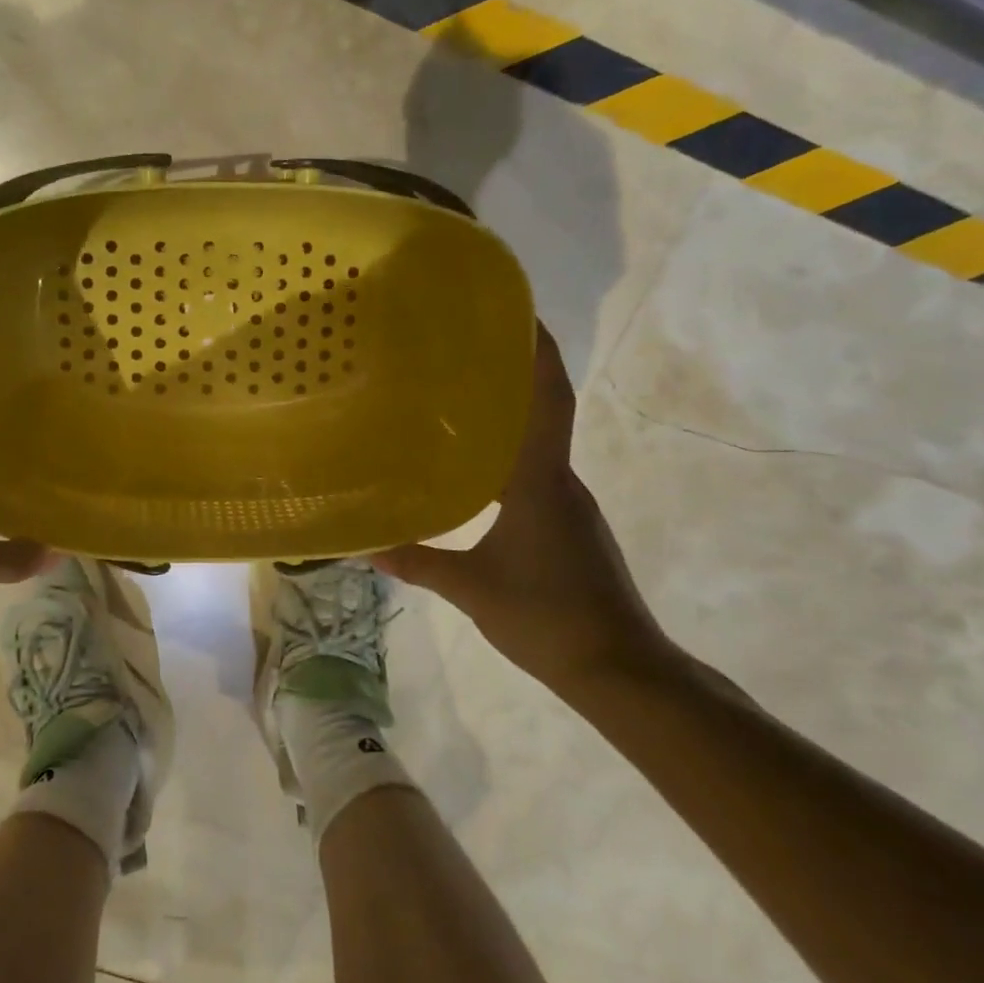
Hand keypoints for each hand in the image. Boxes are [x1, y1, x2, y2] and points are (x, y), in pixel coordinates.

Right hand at [374, 325, 675, 693]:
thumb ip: (417, 562)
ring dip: (508, 414)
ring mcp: (568, 503)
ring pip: (538, 442)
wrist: (620, 670)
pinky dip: (507, 453)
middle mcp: (560, 480)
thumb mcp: (472, 589)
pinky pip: (535, 471)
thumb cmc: (548, 617)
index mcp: (541, 481)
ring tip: (456, 398)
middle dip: (514, 372)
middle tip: (463, 347)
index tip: (519, 312)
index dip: (539, 352)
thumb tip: (363, 545)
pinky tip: (473, 466)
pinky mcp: (567, 524)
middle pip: (543, 410)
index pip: (547, 400)